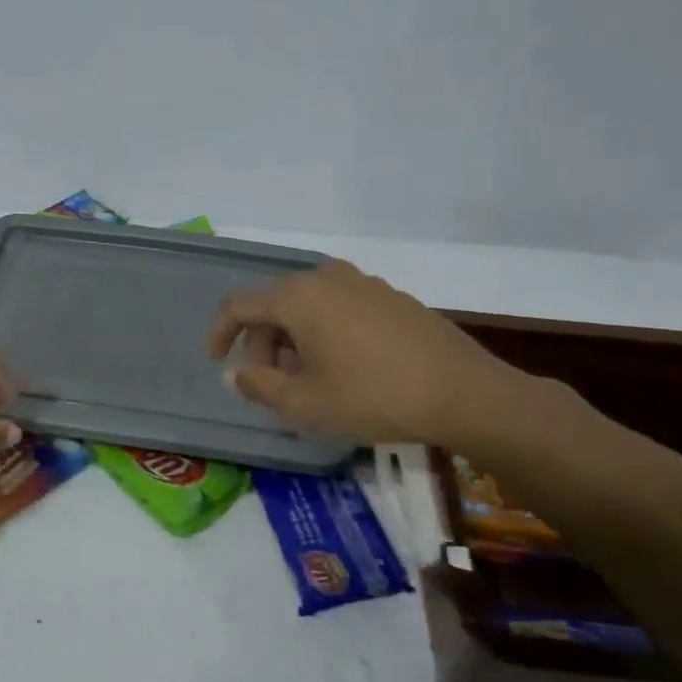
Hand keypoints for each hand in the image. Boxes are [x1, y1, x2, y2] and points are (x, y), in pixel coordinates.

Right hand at [207, 260, 533, 448]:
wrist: (464, 393)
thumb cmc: (373, 397)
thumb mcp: (304, 403)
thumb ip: (258, 385)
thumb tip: (234, 372)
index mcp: (298, 296)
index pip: (238, 305)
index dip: (219, 333)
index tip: (217, 362)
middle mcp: (327, 278)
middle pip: (274, 305)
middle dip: (260, 343)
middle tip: (267, 384)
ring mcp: (364, 283)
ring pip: (308, 307)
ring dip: (293, 341)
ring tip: (305, 381)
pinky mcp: (391, 297)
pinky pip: (339, 308)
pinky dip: (324, 333)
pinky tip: (341, 369)